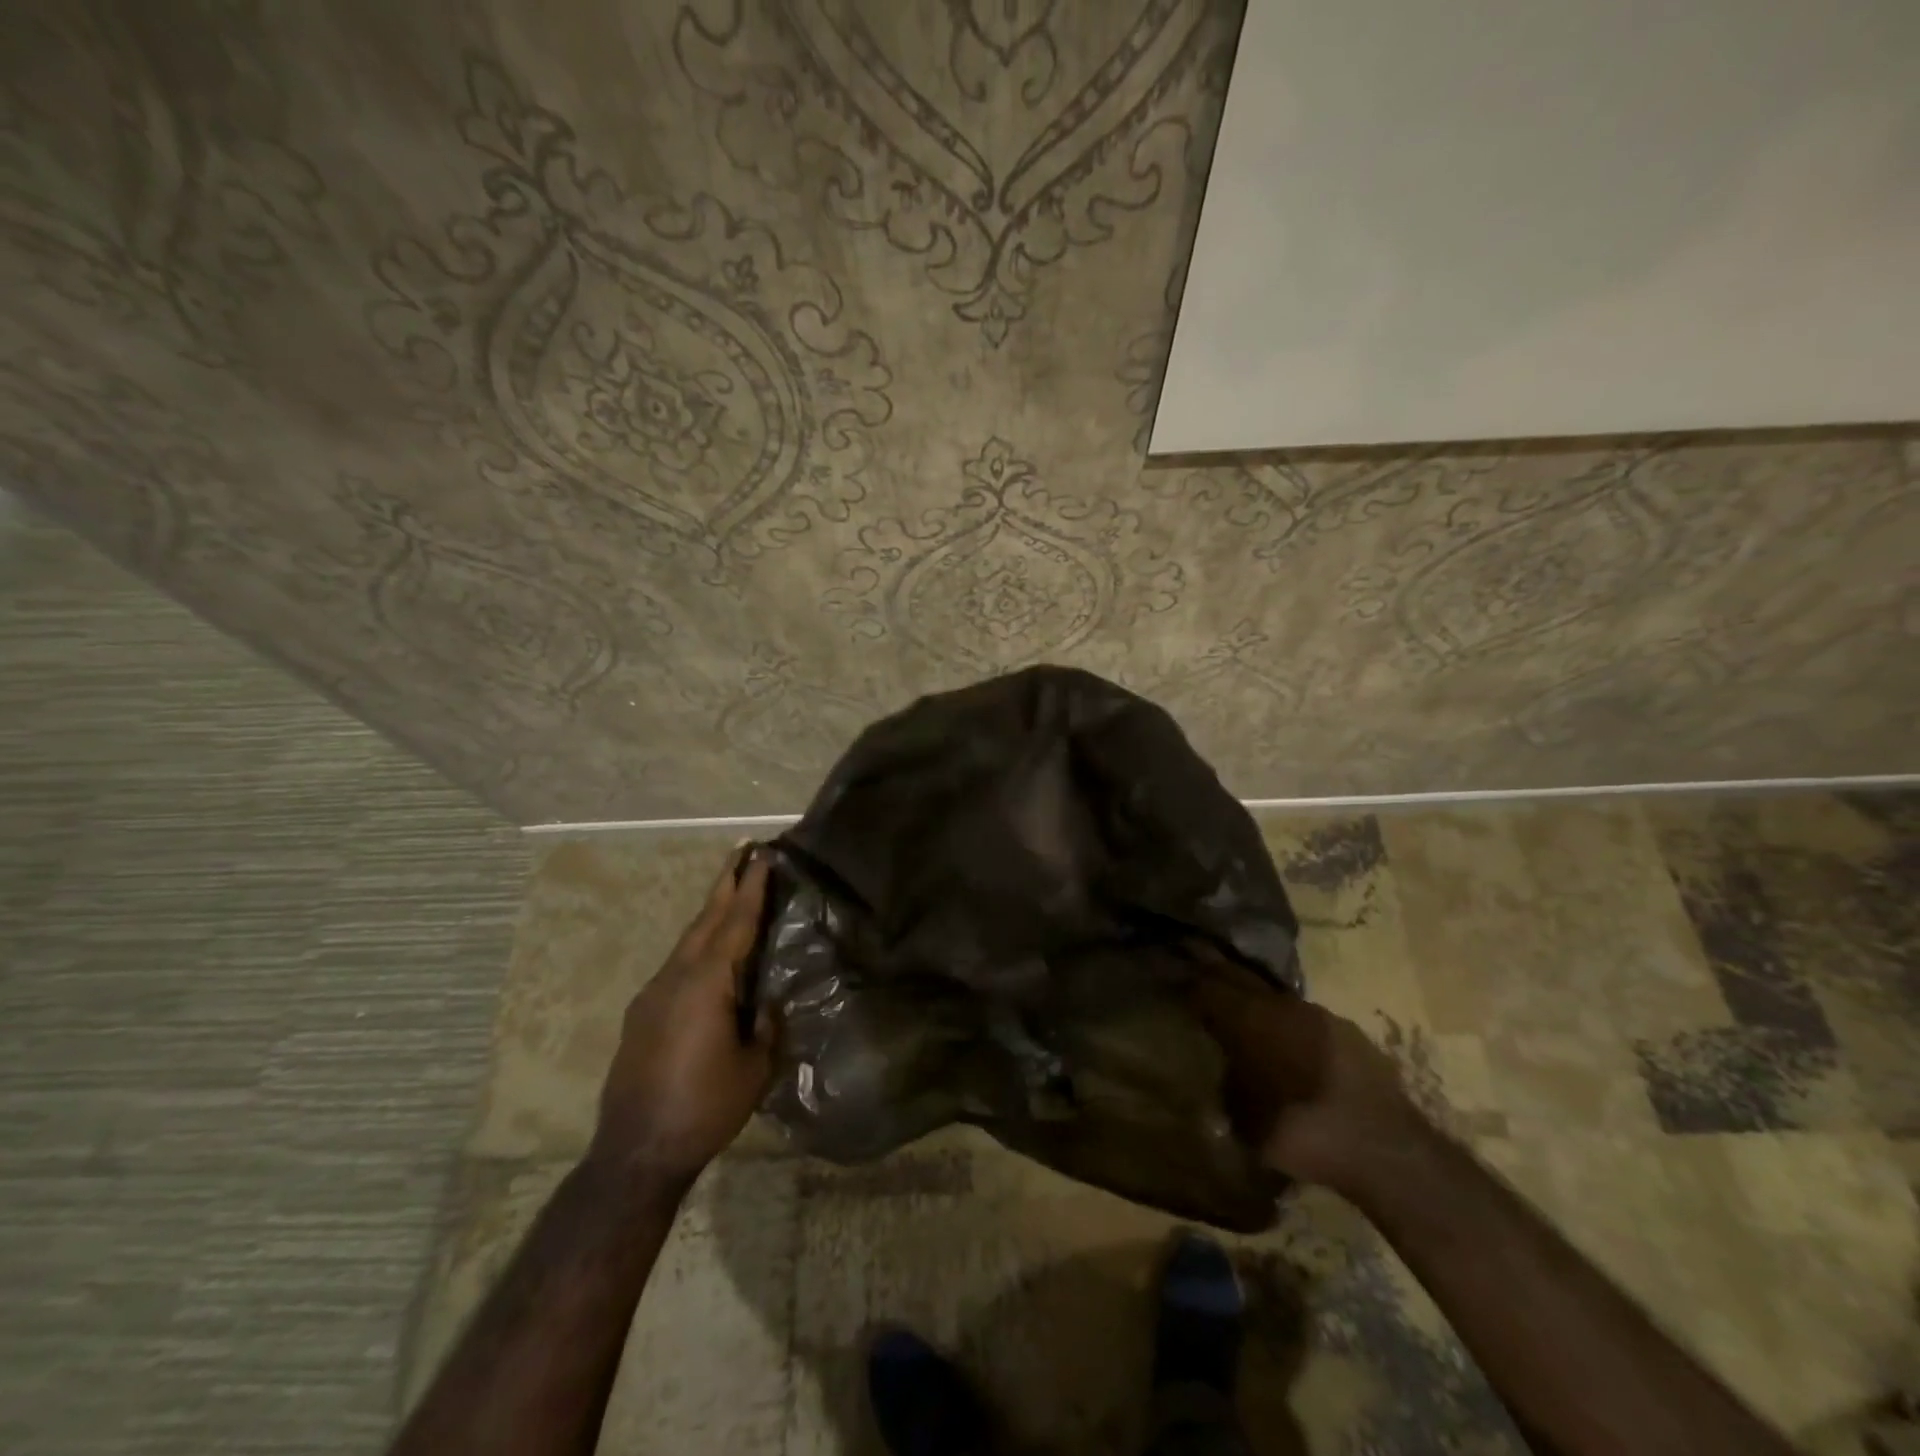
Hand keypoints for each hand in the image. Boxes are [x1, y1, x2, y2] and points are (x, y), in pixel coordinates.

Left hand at [592, 845, 776, 1186]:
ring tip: (730, 893)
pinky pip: (676, 965)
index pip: (736, 923)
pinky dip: (697, 945)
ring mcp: (653, 994)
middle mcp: (676, 977)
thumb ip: (765, 1026)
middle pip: (705, 919)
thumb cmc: (705, 1107)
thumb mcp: (755, 1068)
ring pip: (688, 940)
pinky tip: (708, 955)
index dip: (751, 888)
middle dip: (725, 883)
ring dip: (710, 913)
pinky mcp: (641, 1014)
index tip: (762, 855)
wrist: (636, 1151)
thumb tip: (766, 1003)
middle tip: (742, 852)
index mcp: (707, 983)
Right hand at [1194, 967, 1430, 1195]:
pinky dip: (1290, 1027)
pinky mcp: (1349, 1033)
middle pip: (1240, 978)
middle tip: (1196, 969)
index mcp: (1249, 1017)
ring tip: (1244, 1016)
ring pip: (1275, 999)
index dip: (1186, 980)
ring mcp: (1319, 1015)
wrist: (1385, 1151)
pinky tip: (1289, 1047)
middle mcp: (1281, 1004)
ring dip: (1257, 1004)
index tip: (1171, 976)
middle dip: (1217, 975)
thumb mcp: (1243, 1117)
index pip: (1207, 984)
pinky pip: (1306, 1021)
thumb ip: (1228, 1083)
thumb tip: (1221, 1072)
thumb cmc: (1301, 1132)